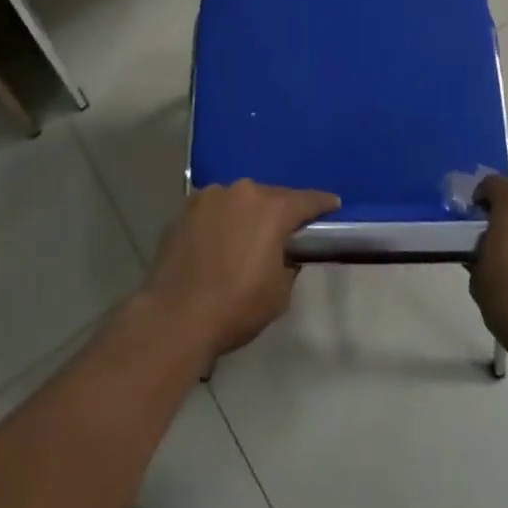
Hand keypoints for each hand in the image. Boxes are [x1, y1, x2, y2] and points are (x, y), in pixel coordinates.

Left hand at [143, 180, 339, 360]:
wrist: (175, 316)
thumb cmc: (236, 307)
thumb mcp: (279, 294)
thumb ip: (289, 264)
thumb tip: (283, 254)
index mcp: (272, 208)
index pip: (307, 200)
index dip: (322, 203)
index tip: (332, 204)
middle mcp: (242, 191)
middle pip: (270, 197)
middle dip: (278, 212)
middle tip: (282, 232)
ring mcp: (210, 196)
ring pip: (239, 200)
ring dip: (246, 214)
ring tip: (244, 239)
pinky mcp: (185, 208)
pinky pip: (213, 209)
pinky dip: (220, 221)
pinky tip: (216, 242)